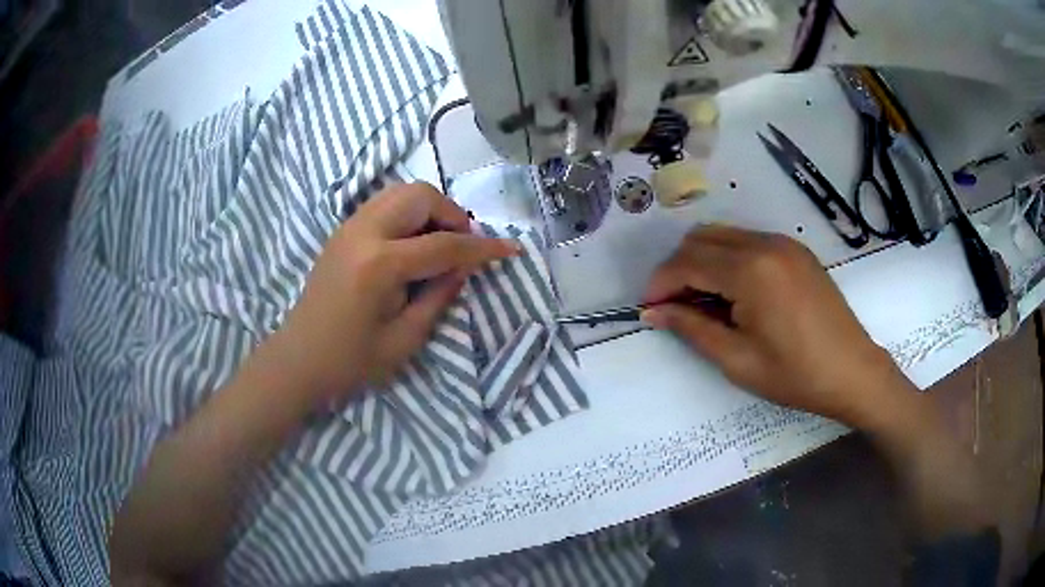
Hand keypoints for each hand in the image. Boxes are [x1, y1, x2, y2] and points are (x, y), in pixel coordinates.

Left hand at [262, 182, 518, 406]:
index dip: (483, 248)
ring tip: (439, 244)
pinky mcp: (343, 230)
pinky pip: (385, 204)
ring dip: (430, 210)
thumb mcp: (405, 339)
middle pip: (420, 196)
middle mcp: (363, 232)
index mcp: (379, 265)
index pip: (444, 244)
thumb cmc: (351, 361)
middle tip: (462, 248)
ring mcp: (349, 227)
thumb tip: (467, 265)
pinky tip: (412, 245)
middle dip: (452, 216)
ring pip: (401, 192)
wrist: (299, 359)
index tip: (512, 249)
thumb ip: (440, 295)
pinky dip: (409, 214)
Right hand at [642, 226, 907, 428]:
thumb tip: (654, 312)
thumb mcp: (738, 360)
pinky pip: (748, 241)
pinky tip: (735, 293)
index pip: (687, 262)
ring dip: (702, 262)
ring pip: (723, 235)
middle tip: (675, 307)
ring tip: (704, 302)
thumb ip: (692, 328)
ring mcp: (784, 242)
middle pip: (701, 239)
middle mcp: (765, 244)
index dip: (660, 284)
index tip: (648, 309)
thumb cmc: (795, 375)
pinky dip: (728, 260)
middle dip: (678, 269)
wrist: (853, 371)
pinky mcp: (796, 250)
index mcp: (751, 271)